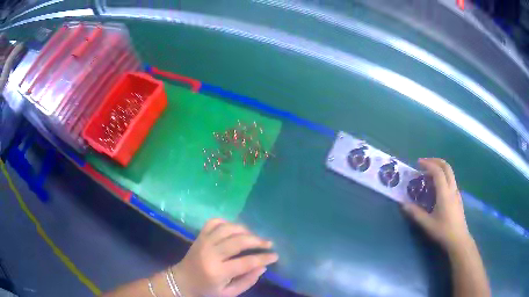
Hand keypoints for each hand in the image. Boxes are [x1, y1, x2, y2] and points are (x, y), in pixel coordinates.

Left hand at [172, 219, 277, 296]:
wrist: (182, 281)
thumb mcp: (229, 293)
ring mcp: (204, 242)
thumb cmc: (207, 290)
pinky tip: (235, 228)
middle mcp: (210, 254)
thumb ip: (247, 281)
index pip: (246, 262)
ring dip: (244, 230)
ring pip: (228, 229)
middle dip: (257, 241)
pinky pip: (214, 222)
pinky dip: (227, 222)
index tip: (275, 256)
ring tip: (254, 236)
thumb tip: (263, 267)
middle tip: (268, 243)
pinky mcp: (200, 236)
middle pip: (238, 241)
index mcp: (218, 272)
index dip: (263, 258)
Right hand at [403, 158, 471, 250]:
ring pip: (450, 172)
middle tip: (425, 163)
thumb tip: (403, 204)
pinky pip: (451, 180)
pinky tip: (438, 186)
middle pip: (446, 167)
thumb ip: (415, 213)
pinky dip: (444, 176)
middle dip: (435, 161)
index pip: (438, 172)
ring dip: (440, 168)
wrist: (458, 239)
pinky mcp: (458, 197)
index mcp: (444, 193)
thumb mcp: (427, 224)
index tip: (418, 163)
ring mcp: (456, 192)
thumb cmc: (443, 231)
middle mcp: (452, 188)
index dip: (428, 164)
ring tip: (429, 173)